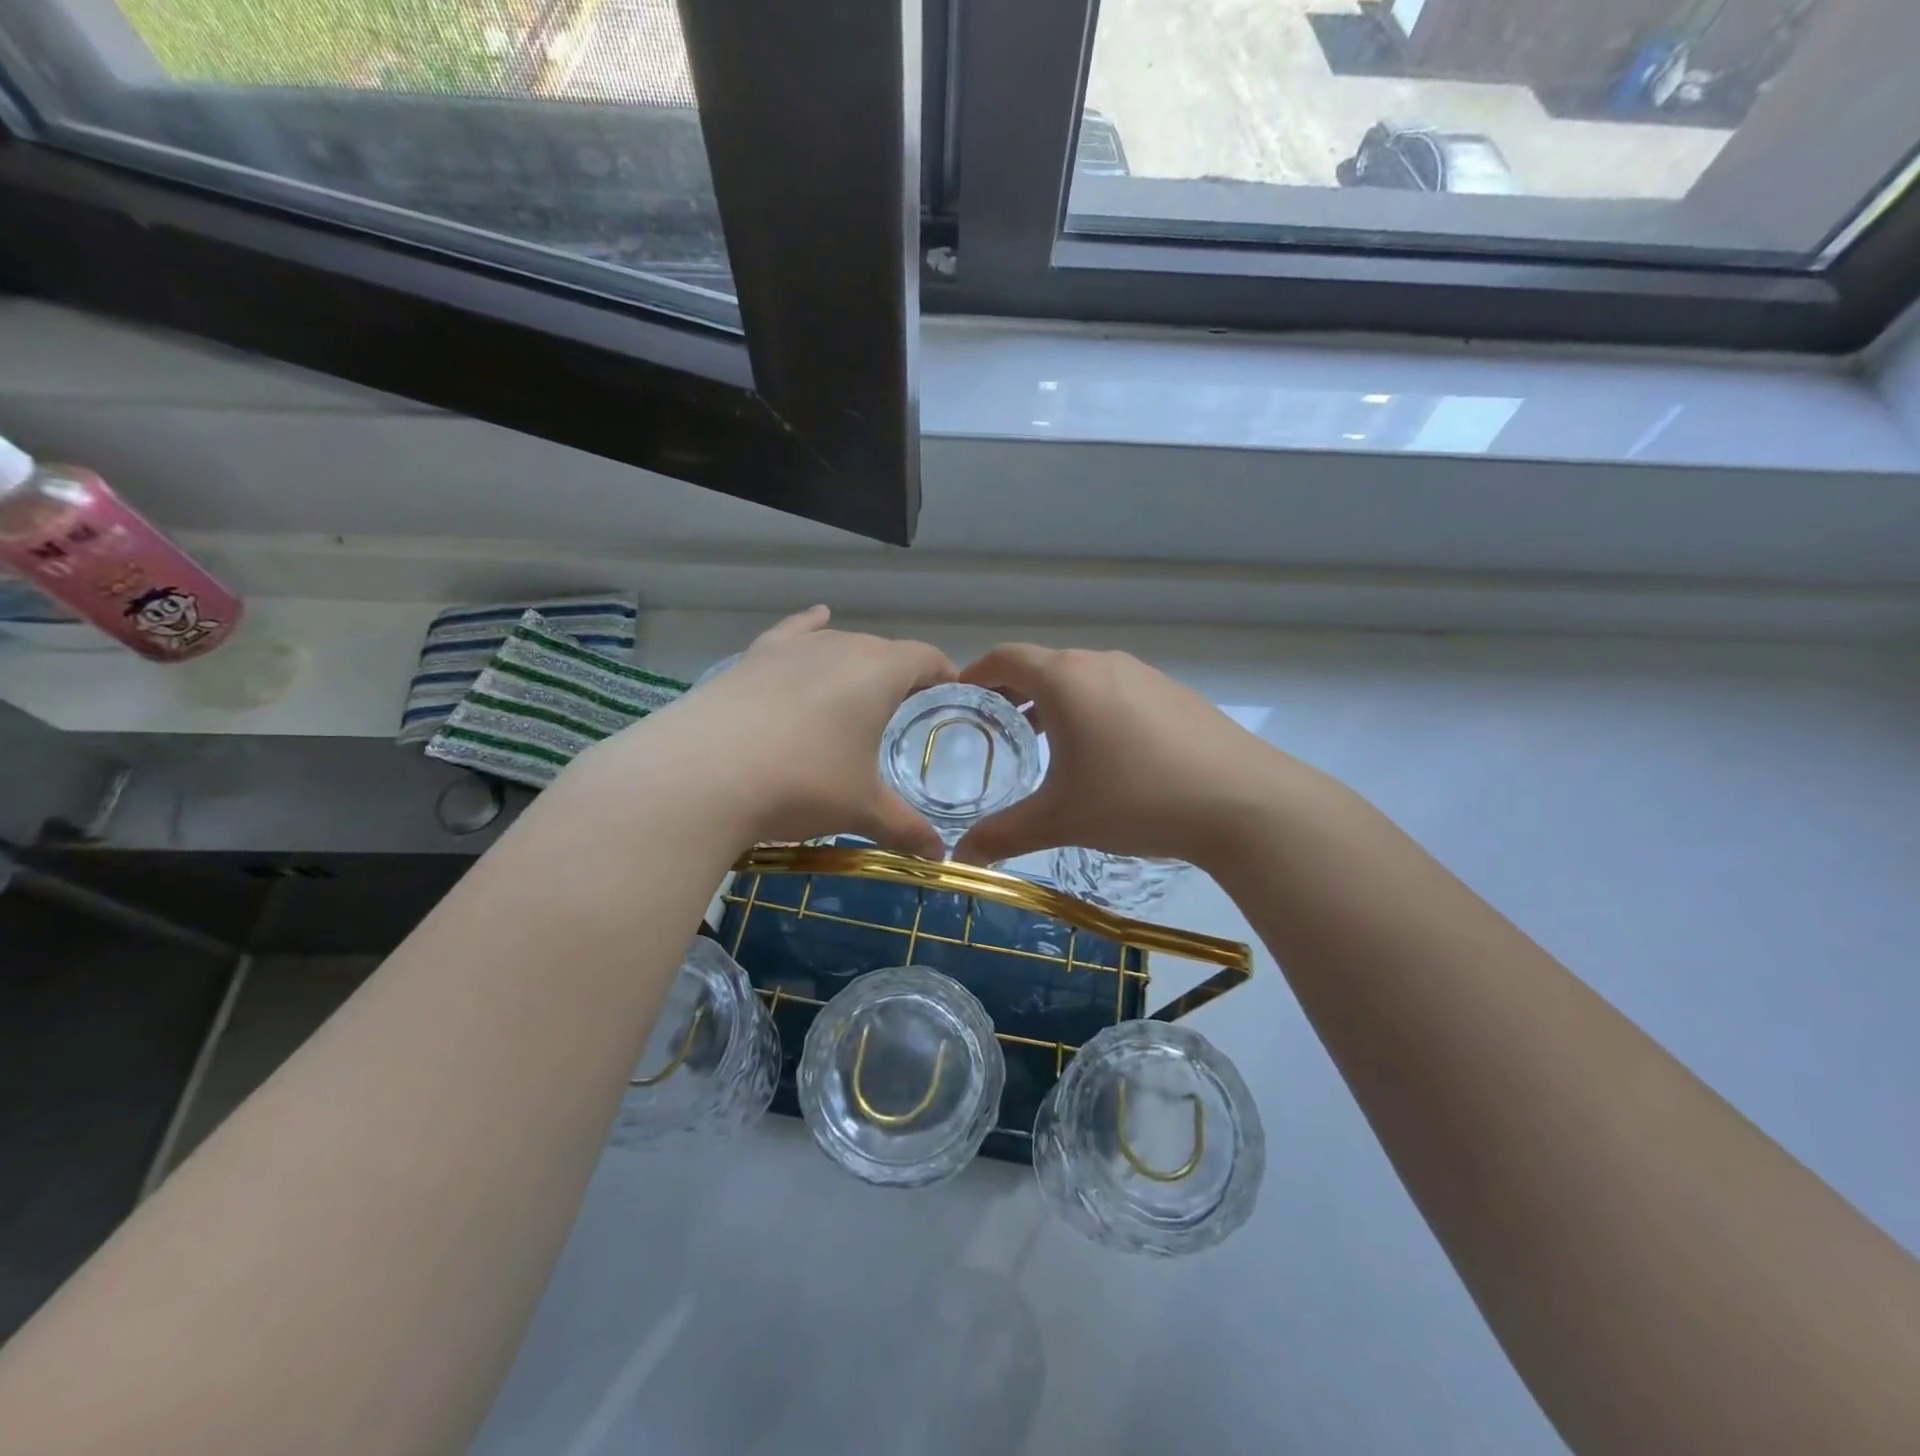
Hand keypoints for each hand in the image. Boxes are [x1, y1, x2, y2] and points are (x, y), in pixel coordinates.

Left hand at [577, 606, 956, 857]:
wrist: (701, 774)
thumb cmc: (802, 783)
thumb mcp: (861, 810)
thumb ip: (905, 828)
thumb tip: (939, 858)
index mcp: (879, 672)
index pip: (926, 658)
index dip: (943, 674)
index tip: (951, 692)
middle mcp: (839, 647)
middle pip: (883, 650)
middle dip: (900, 676)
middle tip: (904, 711)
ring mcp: (791, 649)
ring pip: (838, 644)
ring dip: (855, 664)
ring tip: (860, 689)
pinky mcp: (752, 658)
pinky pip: (792, 633)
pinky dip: (809, 628)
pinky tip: (816, 620)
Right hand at [954, 644, 1298, 869]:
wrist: (1242, 802)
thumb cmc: (1135, 799)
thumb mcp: (1060, 820)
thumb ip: (1003, 835)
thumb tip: (961, 860)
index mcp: (1066, 679)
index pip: (1006, 658)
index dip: (977, 672)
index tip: (961, 694)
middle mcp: (1102, 664)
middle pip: (1045, 666)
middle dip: (1014, 692)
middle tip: (996, 728)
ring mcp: (1144, 675)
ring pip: (1084, 679)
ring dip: (1056, 703)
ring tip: (1045, 743)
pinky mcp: (1175, 693)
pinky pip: (1117, 691)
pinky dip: (1093, 710)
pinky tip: (1104, 754)